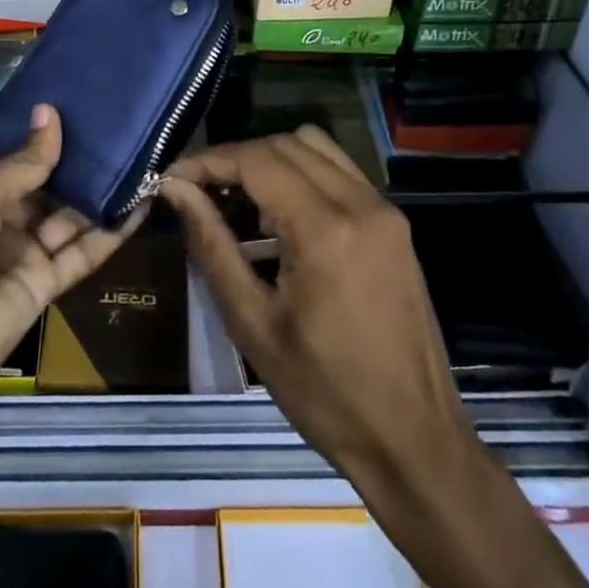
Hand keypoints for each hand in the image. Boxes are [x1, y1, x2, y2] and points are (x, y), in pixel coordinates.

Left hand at [0, 104, 142, 428]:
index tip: (83, 112)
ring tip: (141, 158)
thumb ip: (22, 162)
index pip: (17, 164)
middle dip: (79, 165)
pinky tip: (141, 201)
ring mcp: (22, 257)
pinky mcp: (45, 289)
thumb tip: (50, 115)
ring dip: (102, 194)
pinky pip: (82, 254)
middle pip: (47, 191)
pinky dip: (112, 231)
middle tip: (122, 129)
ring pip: (70, 219)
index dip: (47, 142)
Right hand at [161, 126, 466, 492]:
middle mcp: (360, 203)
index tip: (173, 179)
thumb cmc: (326, 395)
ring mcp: (384, 210)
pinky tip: (280, 216)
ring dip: (270, 159)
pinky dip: (302, 173)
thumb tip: (175, 190)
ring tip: (239, 201)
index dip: (208, 161)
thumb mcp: (253, 324)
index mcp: (326, 230)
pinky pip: (340, 171)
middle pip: (285, 143)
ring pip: (315, 147)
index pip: (257, 160)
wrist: (416, 444)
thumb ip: (211, 245)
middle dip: (236, 158)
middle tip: (200, 192)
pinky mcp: (395, 224)